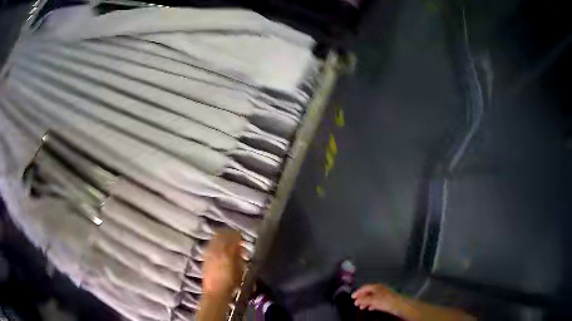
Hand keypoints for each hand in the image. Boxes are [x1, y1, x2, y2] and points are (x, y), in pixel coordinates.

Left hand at [202, 229, 243, 295]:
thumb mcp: (240, 269)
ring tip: (227, 242)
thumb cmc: (231, 282)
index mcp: (227, 251)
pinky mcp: (204, 257)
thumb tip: (239, 248)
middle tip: (235, 237)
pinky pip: (210, 245)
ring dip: (221, 237)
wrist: (216, 292)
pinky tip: (219, 249)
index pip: (233, 237)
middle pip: (221, 234)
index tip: (242, 237)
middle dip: (229, 234)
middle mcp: (216, 249)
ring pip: (214, 238)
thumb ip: (239, 256)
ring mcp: (209, 252)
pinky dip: (215, 243)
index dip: (238, 235)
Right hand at [352, 284, 403, 313]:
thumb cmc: (385, 300)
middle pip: (368, 292)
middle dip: (361, 298)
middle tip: (356, 303)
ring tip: (361, 307)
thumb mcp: (372, 300)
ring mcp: (383, 294)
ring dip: (366, 302)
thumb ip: (363, 299)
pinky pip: (376, 301)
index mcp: (376, 287)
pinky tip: (369, 308)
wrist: (398, 304)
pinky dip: (371, 304)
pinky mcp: (386, 299)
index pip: (364, 288)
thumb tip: (357, 300)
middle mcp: (379, 289)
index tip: (352, 297)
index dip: (358, 292)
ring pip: (372, 297)